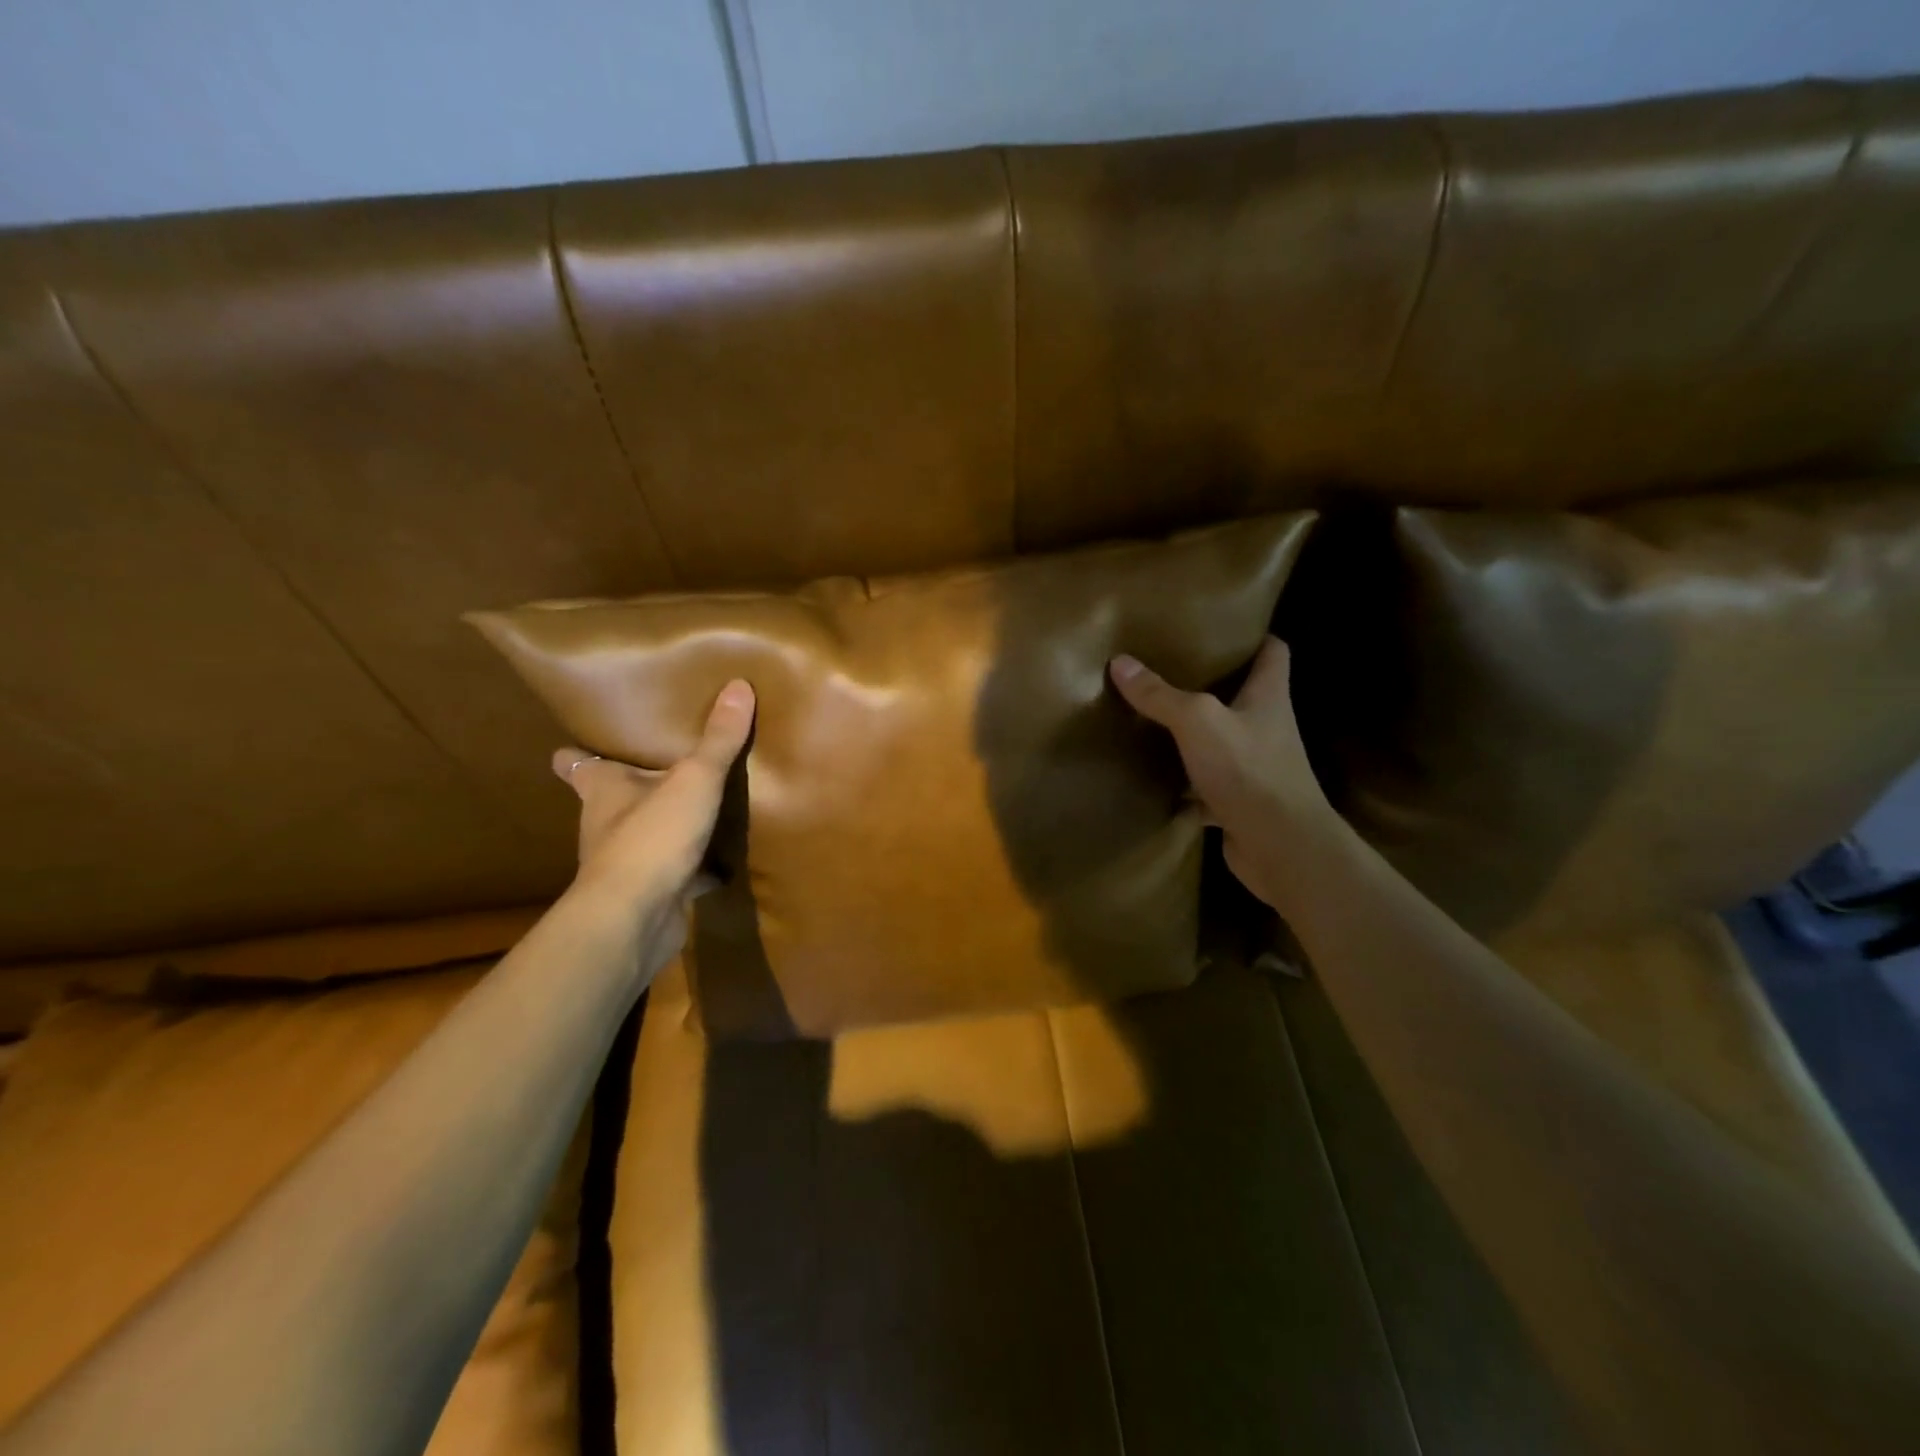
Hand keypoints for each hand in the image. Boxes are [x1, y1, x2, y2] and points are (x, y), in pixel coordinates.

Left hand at [550, 679, 755, 926]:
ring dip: (664, 825)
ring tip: (697, 807)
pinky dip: (693, 868)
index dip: (576, 755)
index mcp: (604, 791)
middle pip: (612, 799)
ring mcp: (627, 863)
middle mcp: (607, 824)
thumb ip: (718, 739)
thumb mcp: (694, 780)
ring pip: (645, 835)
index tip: (579, 744)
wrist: (634, 919)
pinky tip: (720, 864)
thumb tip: (739, 685)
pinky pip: (675, 873)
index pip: (577, 765)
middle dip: (632, 786)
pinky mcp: (651, 893)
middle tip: (661, 765)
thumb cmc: (651, 837)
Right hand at [1109, 636, 1336, 915]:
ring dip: (1193, 734)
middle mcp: (1266, 728)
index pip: (1273, 651)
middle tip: (1169, 668)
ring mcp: (1255, 768)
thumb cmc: (1249, 771)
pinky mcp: (1239, 803)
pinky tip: (1154, 778)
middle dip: (1211, 683)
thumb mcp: (1198, 722)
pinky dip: (1184, 783)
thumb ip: (1160, 695)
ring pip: (1221, 741)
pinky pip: (1206, 786)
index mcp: (1268, 697)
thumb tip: (1120, 662)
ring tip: (1153, 717)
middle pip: (1243, 695)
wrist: (1281, 848)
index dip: (1253, 635)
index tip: (1220, 627)